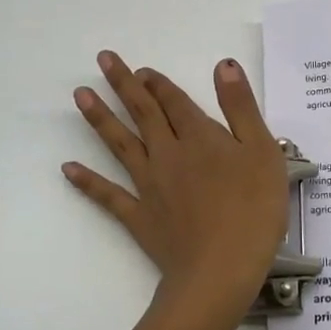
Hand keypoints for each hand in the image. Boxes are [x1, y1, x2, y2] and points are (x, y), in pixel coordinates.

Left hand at [64, 51, 289, 323]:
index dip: (159, 83)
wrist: (220, 270)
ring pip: (120, 144)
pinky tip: (68, 168)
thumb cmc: (253, 210)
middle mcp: (168, 154)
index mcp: (200, 137)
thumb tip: (224, 66)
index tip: (141, 68)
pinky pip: (108, 195)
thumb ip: (241, 107)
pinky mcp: (139, 217)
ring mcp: (149, 185)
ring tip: (79, 95)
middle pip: (143, 113)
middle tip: (103, 60)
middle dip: (124, 84)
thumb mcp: (262, 152)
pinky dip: (87, 182)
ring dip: (100, 118)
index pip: (175, 101)